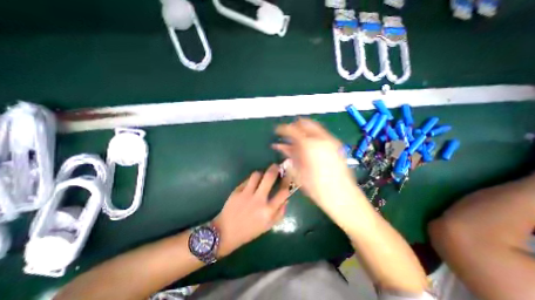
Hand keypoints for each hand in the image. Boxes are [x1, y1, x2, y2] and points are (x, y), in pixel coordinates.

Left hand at [212, 164, 290, 257]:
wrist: (226, 232)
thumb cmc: (249, 231)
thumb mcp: (268, 225)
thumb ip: (280, 212)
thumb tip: (286, 198)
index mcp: (268, 211)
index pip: (283, 191)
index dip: (287, 181)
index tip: (287, 176)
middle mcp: (259, 200)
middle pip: (269, 177)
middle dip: (275, 168)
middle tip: (276, 166)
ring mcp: (246, 194)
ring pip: (256, 174)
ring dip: (261, 173)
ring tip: (262, 176)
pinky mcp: (237, 191)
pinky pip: (247, 180)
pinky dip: (251, 180)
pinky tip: (251, 184)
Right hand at [273, 118, 356, 206]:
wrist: (342, 195)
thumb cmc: (316, 186)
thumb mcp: (298, 171)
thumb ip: (289, 154)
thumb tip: (280, 146)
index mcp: (309, 145)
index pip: (292, 129)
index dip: (283, 129)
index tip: (278, 131)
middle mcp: (321, 138)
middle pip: (305, 123)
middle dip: (295, 126)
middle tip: (288, 133)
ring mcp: (330, 140)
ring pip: (314, 127)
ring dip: (303, 130)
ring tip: (297, 139)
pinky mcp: (337, 145)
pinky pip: (321, 133)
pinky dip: (312, 135)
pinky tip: (308, 144)